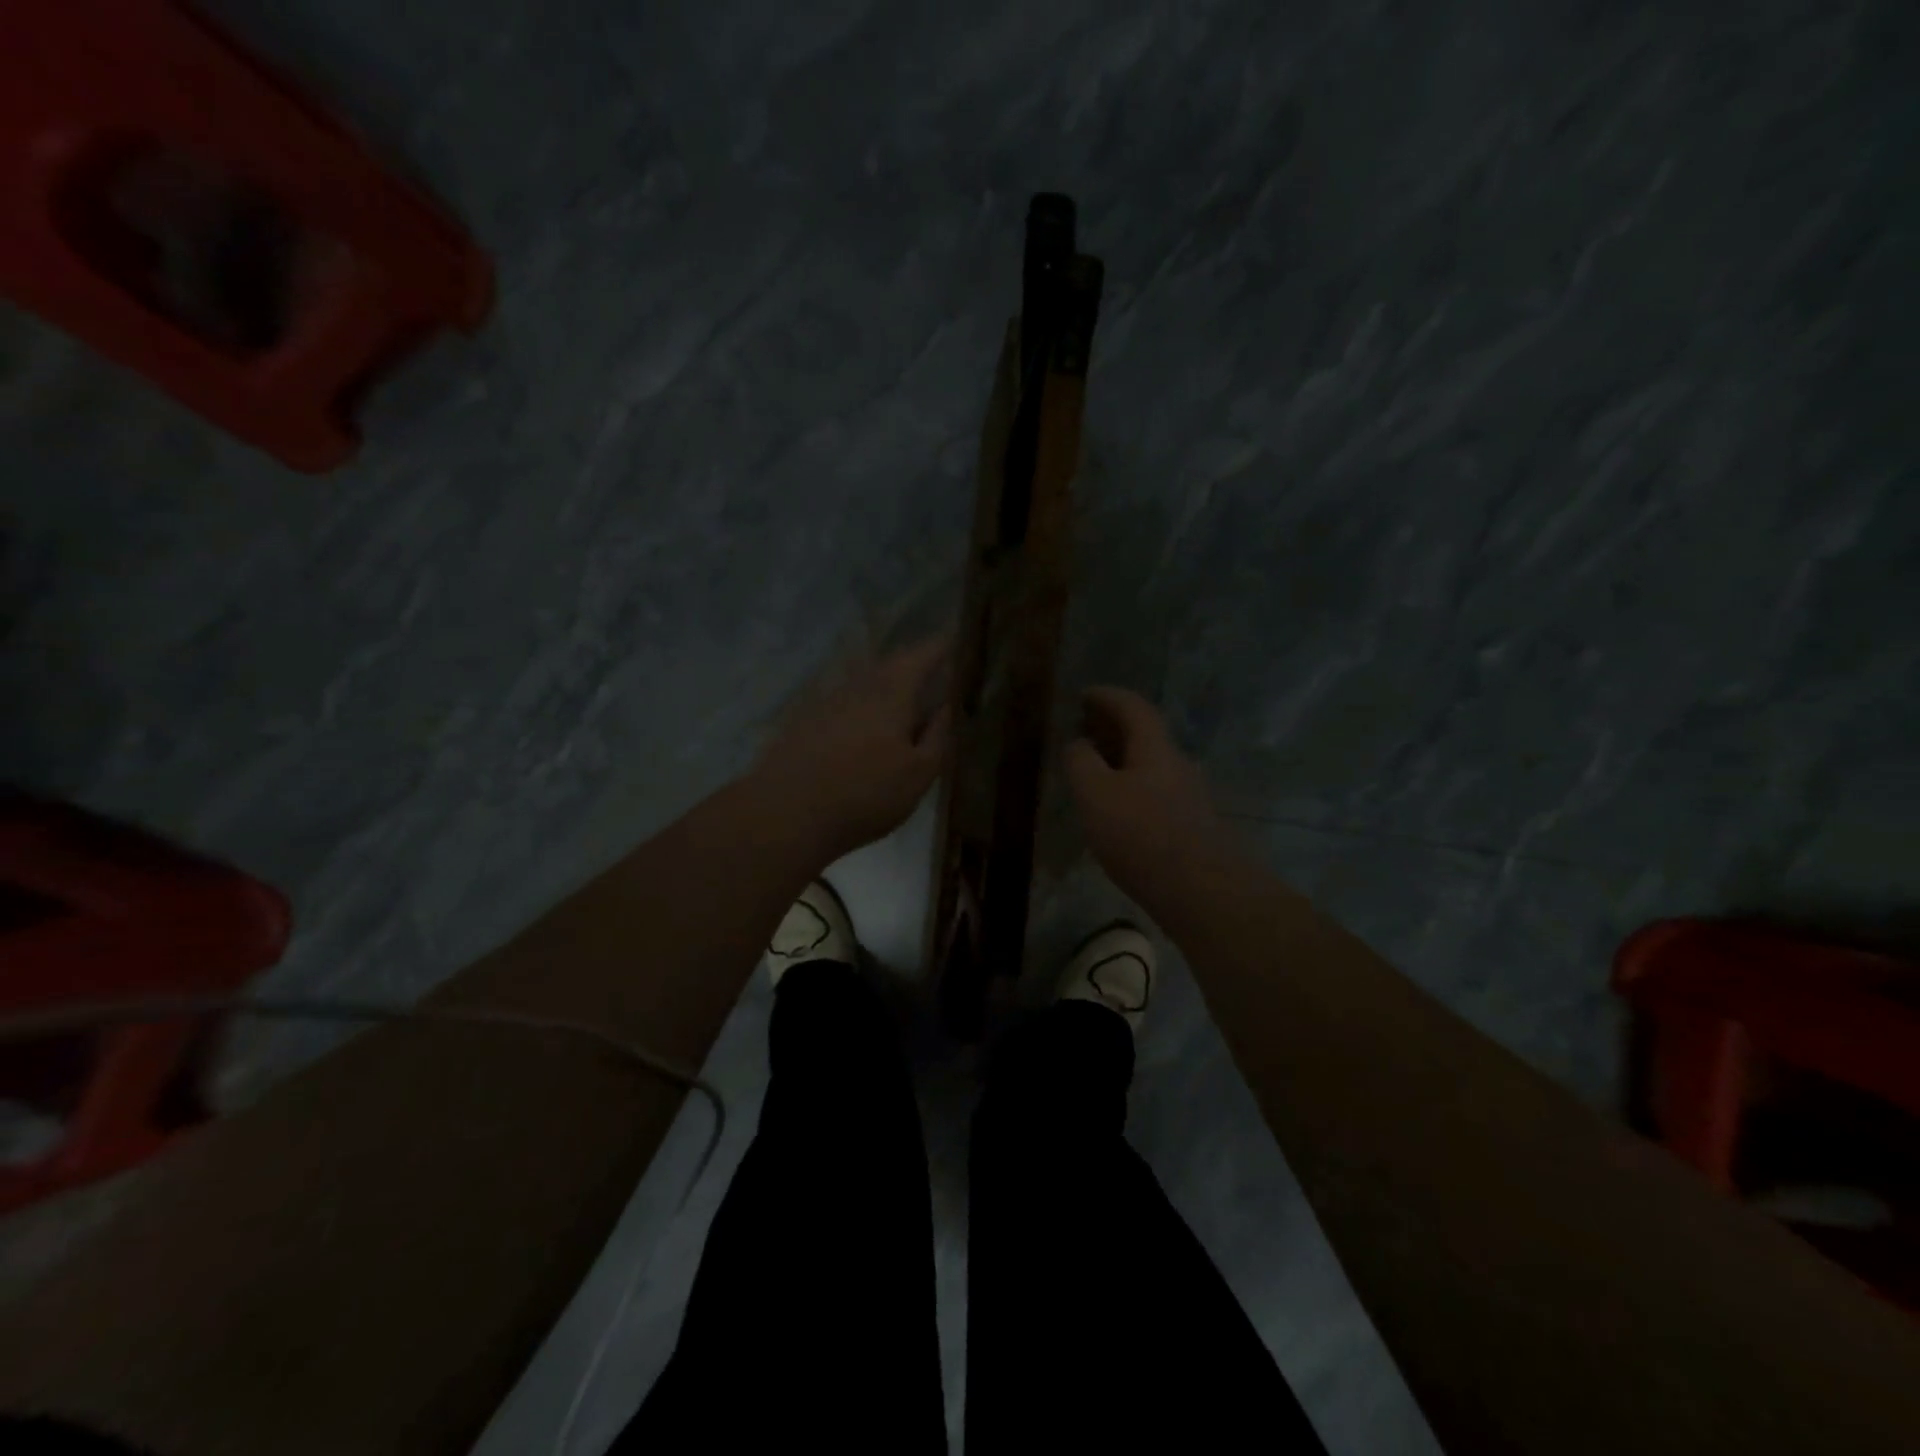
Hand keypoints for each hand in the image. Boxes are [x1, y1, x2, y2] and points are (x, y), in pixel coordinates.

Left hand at [752, 636, 952, 862]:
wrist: (785, 814)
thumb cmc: (865, 793)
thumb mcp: (919, 773)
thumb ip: (939, 735)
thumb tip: (949, 706)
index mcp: (892, 691)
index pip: (923, 654)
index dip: (943, 645)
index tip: (958, 638)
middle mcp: (859, 685)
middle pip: (891, 665)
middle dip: (914, 664)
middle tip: (935, 670)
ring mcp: (827, 701)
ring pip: (865, 683)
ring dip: (886, 685)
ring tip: (904, 700)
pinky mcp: (805, 722)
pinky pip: (844, 703)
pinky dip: (862, 707)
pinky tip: (864, 728)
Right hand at [1065, 687, 1234, 908]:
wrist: (1201, 892)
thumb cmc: (1141, 835)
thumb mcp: (1095, 793)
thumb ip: (1081, 762)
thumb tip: (1078, 743)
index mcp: (1155, 749)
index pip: (1133, 707)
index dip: (1108, 696)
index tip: (1084, 695)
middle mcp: (1177, 765)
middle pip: (1146, 735)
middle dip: (1114, 728)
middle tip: (1085, 729)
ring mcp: (1189, 797)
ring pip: (1151, 765)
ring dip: (1123, 759)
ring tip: (1095, 770)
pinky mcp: (1191, 827)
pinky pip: (1155, 792)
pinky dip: (1132, 787)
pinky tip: (1118, 810)